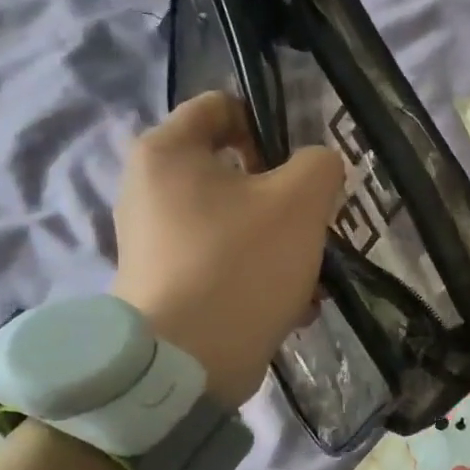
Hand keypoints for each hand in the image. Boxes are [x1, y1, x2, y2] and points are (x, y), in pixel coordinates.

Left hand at [110, 92, 344, 407]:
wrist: (188, 362)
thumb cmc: (242, 263)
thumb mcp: (301, 200)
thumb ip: (320, 165)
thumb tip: (315, 169)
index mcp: (168, 152)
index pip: (222, 106)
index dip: (269, 125)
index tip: (300, 168)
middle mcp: (149, 188)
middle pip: (235, 170)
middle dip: (283, 196)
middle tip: (311, 224)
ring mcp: (155, 240)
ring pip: (237, 221)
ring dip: (279, 241)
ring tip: (307, 274)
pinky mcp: (167, 283)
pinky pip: (225, 261)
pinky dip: (258, 274)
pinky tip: (290, 304)